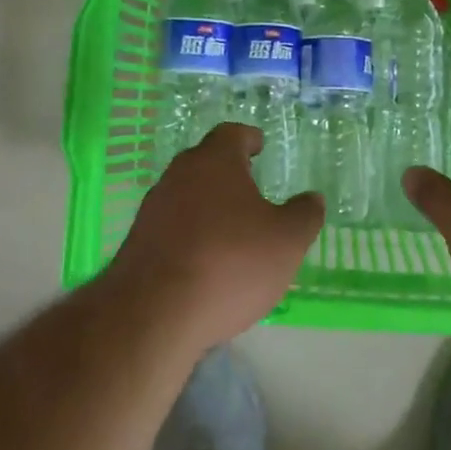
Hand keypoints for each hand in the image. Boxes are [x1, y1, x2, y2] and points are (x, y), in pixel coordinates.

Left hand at [106, 123, 323, 348]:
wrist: (153, 314)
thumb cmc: (230, 263)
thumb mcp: (287, 241)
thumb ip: (304, 215)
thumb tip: (312, 198)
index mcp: (215, 161)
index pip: (232, 134)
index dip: (249, 139)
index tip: (260, 147)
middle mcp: (179, 175)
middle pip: (206, 163)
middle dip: (229, 173)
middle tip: (252, 189)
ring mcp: (153, 209)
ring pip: (187, 196)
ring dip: (209, 206)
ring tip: (233, 230)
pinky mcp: (138, 243)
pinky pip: (173, 228)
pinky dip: (192, 235)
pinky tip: (207, 262)